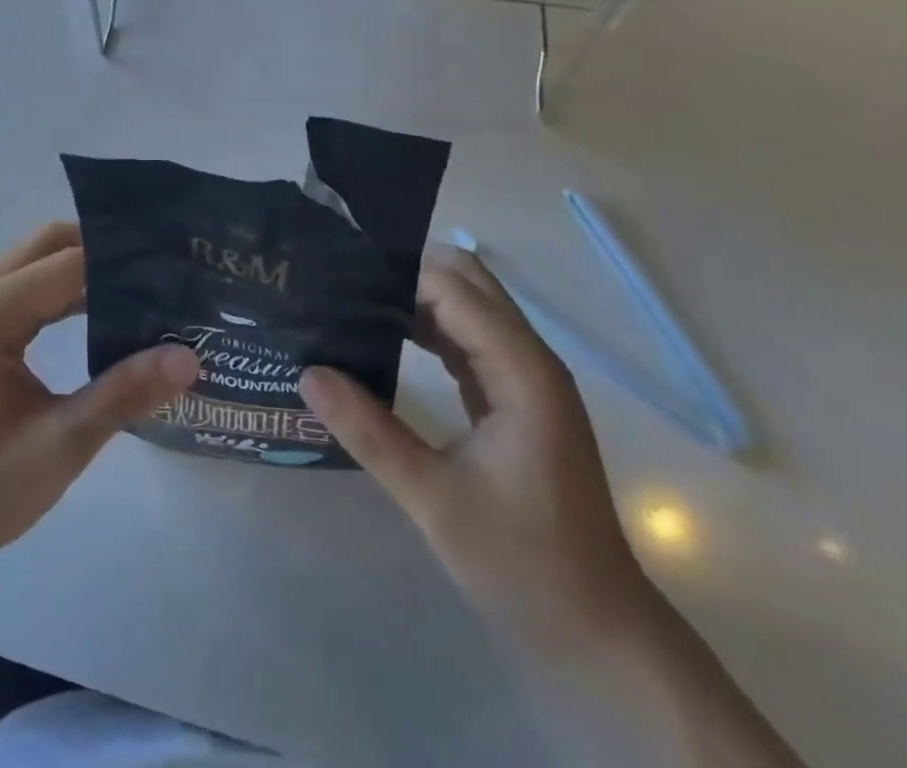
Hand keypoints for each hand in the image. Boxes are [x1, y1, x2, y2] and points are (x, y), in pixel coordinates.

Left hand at [0, 222, 200, 576]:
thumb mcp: (60, 444)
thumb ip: (124, 394)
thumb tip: (189, 356)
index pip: (70, 262)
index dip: (123, 260)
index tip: (174, 265)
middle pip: (49, 246)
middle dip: (104, 251)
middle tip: (160, 270)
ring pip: (39, 266)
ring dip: (87, 272)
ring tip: (146, 290)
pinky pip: (30, 294)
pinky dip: (68, 295)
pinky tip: (106, 317)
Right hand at [300, 248, 654, 652]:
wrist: (599, 634)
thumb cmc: (525, 565)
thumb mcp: (434, 500)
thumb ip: (370, 432)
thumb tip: (308, 373)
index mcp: (522, 371)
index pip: (453, 290)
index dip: (396, 273)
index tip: (337, 273)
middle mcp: (528, 361)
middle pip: (468, 283)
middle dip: (407, 271)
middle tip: (342, 280)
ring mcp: (524, 379)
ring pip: (466, 308)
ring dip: (414, 299)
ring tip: (350, 301)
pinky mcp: (513, 400)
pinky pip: (466, 341)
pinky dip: (425, 330)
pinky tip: (382, 339)